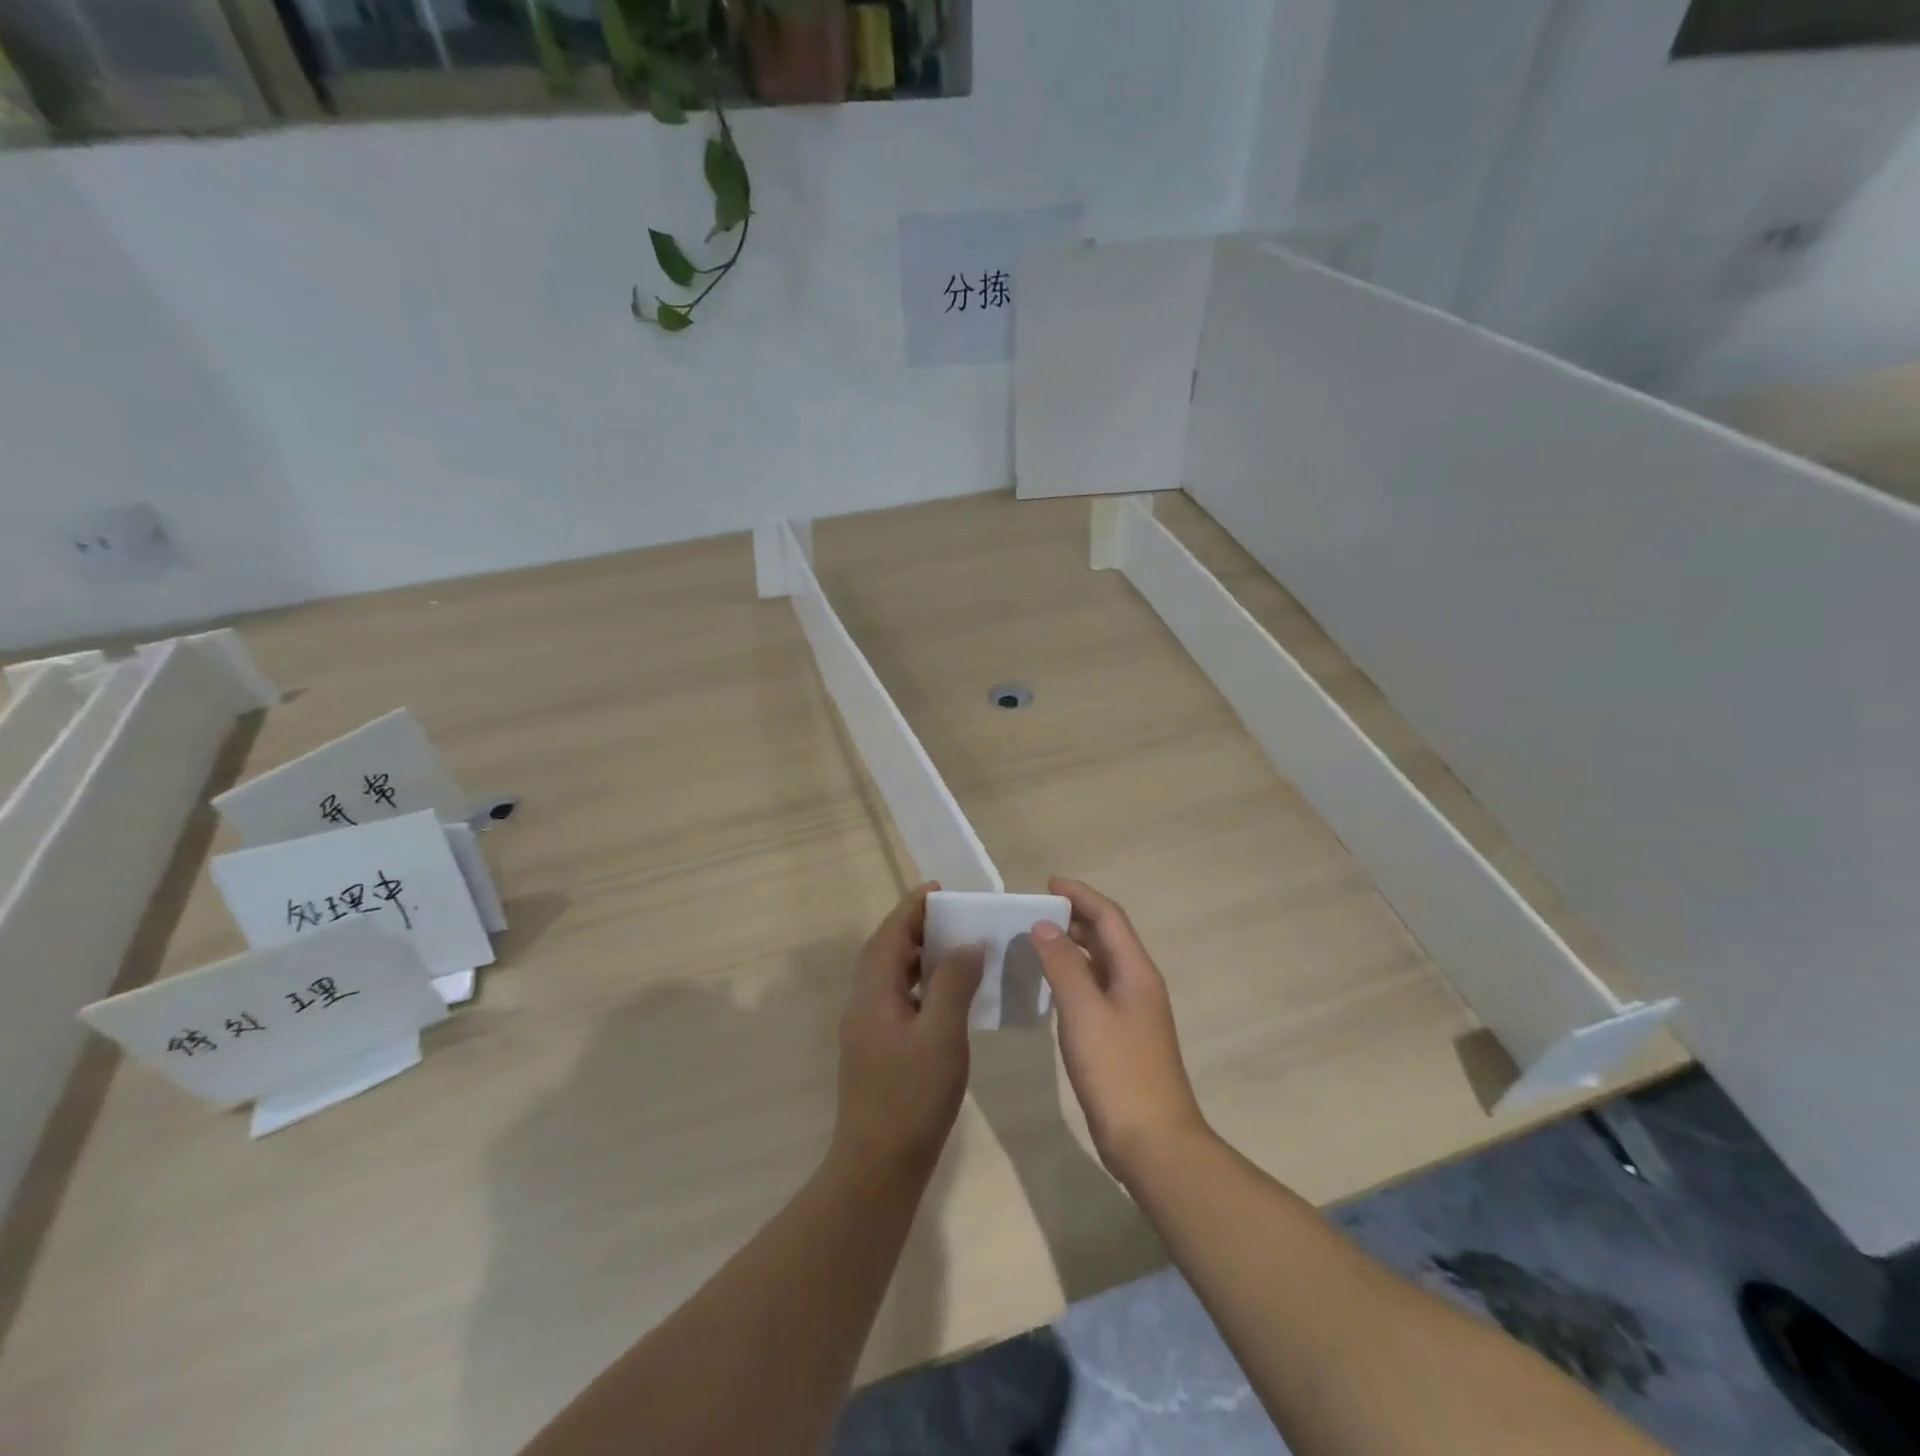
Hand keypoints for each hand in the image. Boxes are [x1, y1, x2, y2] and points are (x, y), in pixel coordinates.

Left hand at [834, 883, 984, 1174]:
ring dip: (918, 956)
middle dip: (916, 928)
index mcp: (873, 992)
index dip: (912, 908)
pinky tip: (947, 997)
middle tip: (954, 916)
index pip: (889, 934)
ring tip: (954, 948)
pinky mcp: (877, 1050)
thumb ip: (954, 983)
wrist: (878, 1165)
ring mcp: (867, 1029)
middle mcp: (863, 1003)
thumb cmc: (912, 1096)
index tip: (939, 889)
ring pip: (891, 977)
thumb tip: (967, 944)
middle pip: (886, 951)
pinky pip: (898, 999)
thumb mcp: (941, 1035)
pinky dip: (920, 985)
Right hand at [1030, 878, 1209, 1184]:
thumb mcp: (1084, 1011)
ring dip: (1074, 947)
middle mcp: (1139, 985)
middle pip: (1108, 937)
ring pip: (1102, 964)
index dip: (1081, 895)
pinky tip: (1051, 987)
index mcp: (1136, 971)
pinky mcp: (1123, 1037)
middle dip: (1075, 918)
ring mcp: (1133, 1013)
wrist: (1153, 1141)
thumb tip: (1044, 925)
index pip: (1109, 917)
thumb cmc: (1118, 1070)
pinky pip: (1096, 990)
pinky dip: (1074, 977)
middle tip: (1035, 912)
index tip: (1048, 884)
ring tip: (1037, 941)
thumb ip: (1063, 964)